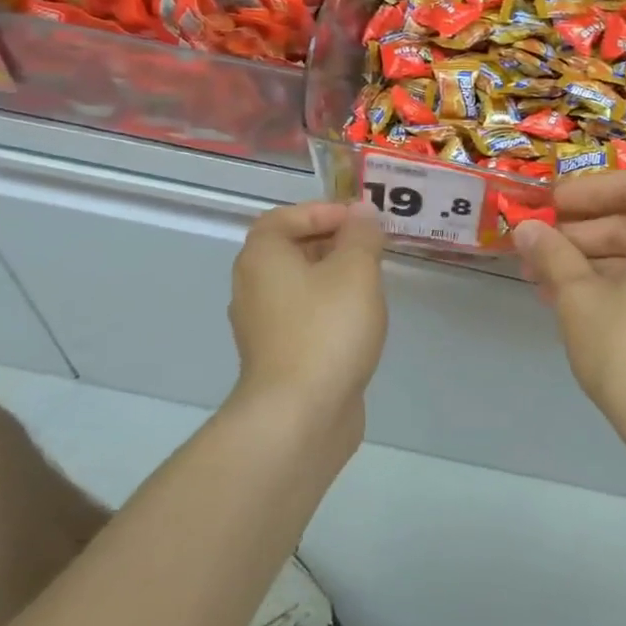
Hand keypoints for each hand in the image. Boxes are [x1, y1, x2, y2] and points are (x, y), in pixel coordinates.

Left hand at [229, 201, 387, 427]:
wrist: (300, 414)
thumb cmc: (326, 329)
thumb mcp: (356, 270)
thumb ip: (361, 235)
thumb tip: (361, 213)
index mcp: (262, 257)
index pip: (284, 216)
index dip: (323, 211)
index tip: (361, 222)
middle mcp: (253, 287)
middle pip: (291, 250)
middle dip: (333, 243)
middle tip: (372, 250)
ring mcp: (263, 326)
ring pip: (300, 286)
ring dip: (334, 278)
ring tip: (372, 283)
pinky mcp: (278, 357)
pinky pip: (304, 318)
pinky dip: (329, 310)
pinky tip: (359, 323)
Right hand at [514, 173, 625, 454]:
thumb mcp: (579, 297)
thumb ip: (552, 253)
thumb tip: (524, 229)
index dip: (581, 193)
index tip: (543, 206)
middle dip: (580, 234)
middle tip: (534, 249)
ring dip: (593, 260)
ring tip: (542, 278)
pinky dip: (621, 280)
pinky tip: (574, 298)